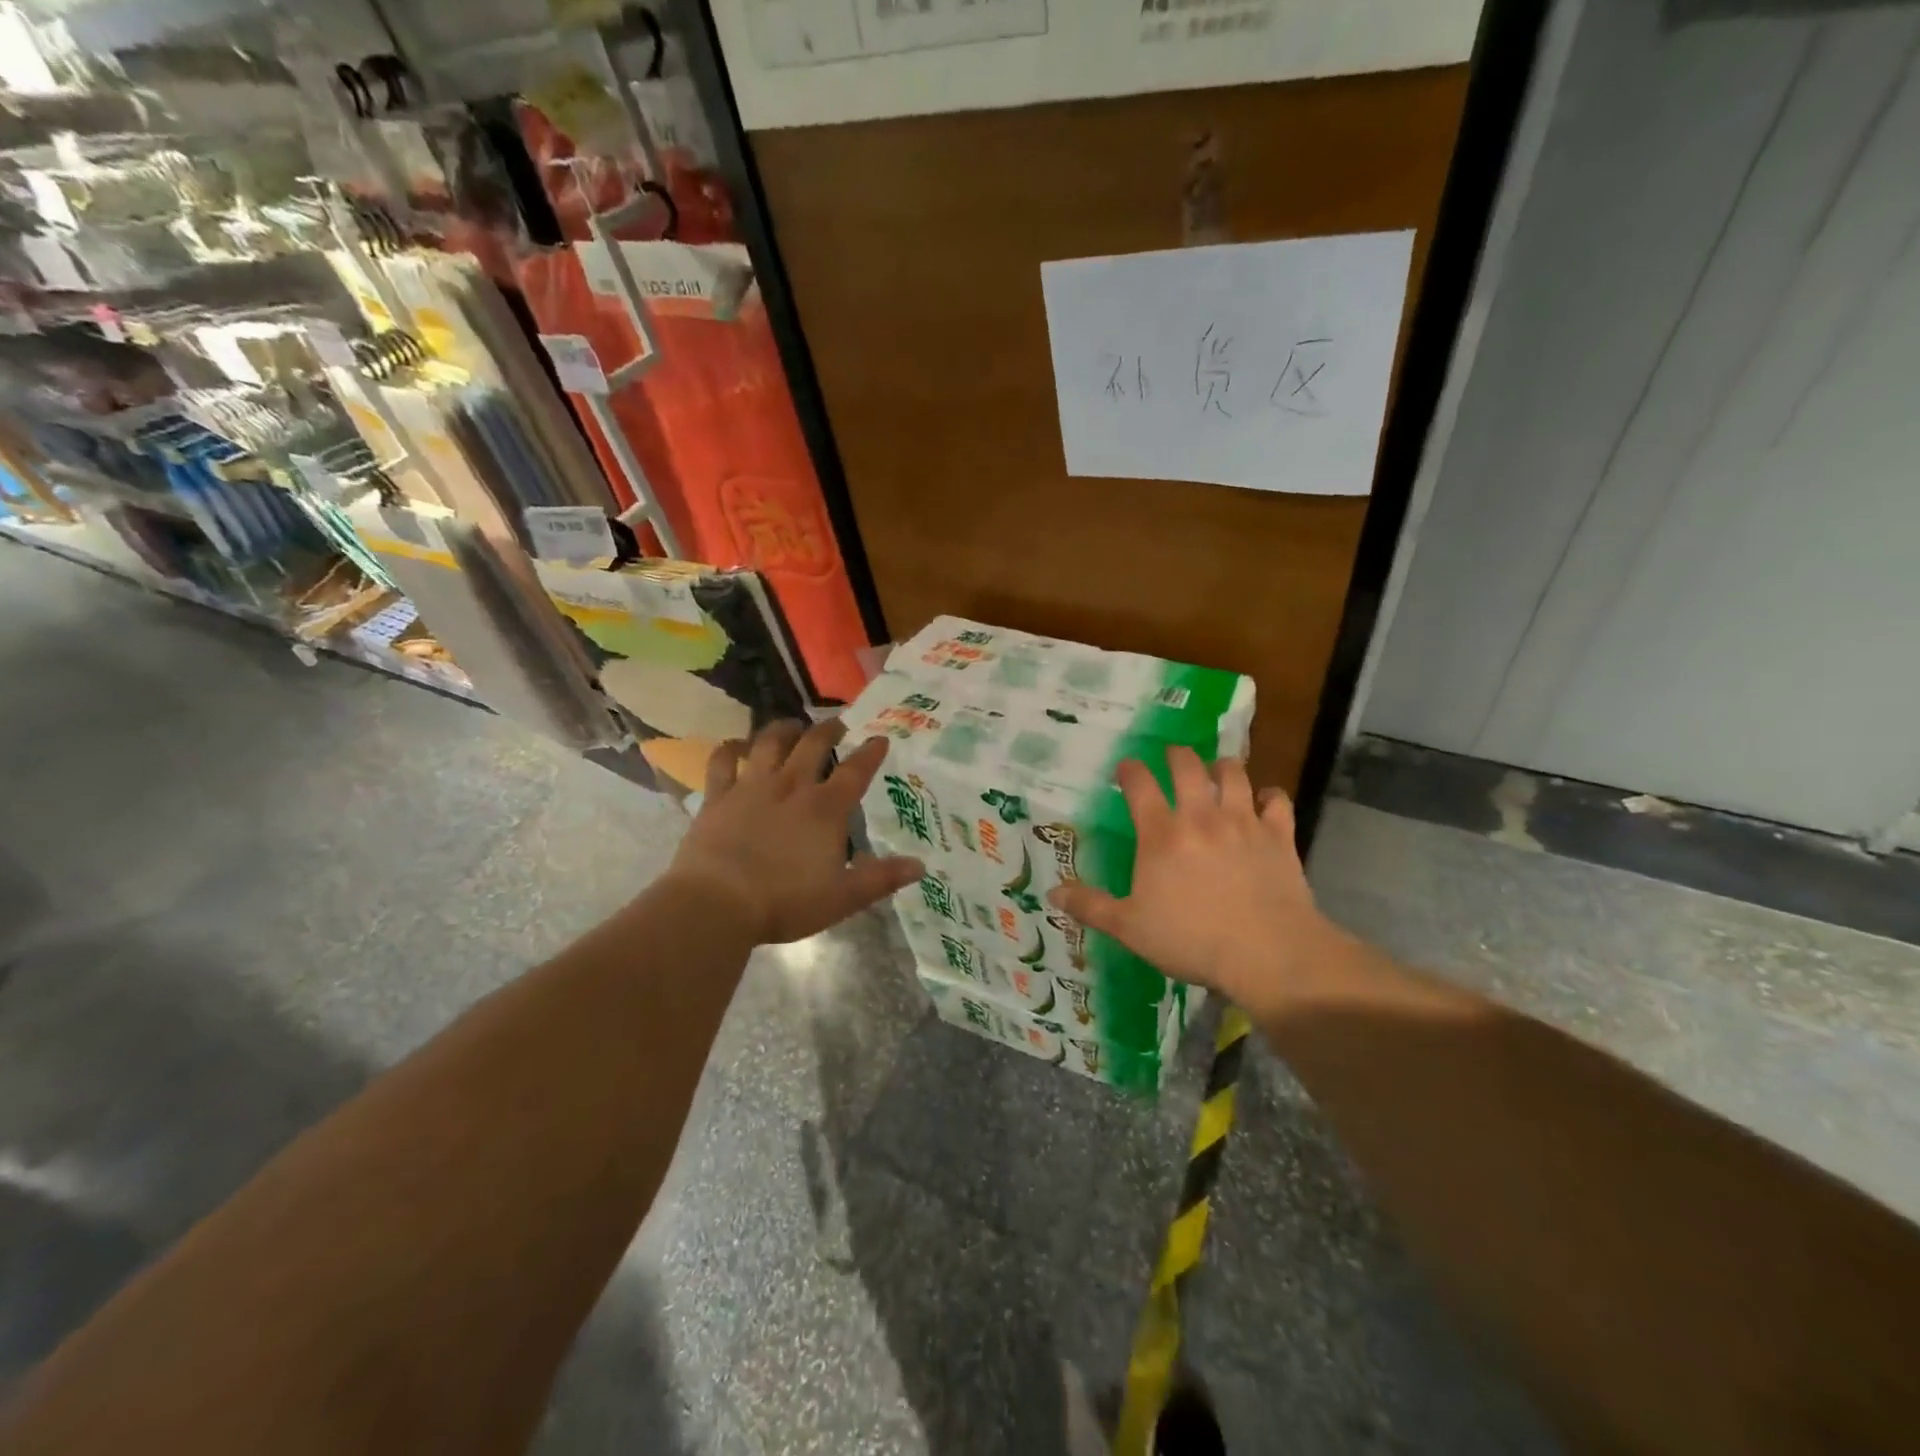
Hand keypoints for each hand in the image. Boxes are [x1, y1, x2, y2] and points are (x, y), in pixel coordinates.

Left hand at [665, 719, 923, 944]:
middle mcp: (791, 787)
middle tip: (837, 724)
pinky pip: (722, 762)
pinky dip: (728, 749)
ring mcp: (751, 787)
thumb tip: (920, 866)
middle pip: (813, 745)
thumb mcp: (843, 897)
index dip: (870, 753)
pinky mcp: (717, 796)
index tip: (880, 738)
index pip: (855, 771)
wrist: (718, 904)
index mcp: (825, 809)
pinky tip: (733, 745)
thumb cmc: (785, 902)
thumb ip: (881, 879)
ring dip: (783, 729)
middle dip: (828, 730)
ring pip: (769, 743)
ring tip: (792, 726)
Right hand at [1047, 746, 1348, 1017]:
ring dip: (1222, 766)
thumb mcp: (1129, 928)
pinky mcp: (1278, 835)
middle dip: (1176, 755)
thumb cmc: (1190, 940)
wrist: (1266, 954)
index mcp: (1160, 834)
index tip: (1126, 767)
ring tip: (1216, 770)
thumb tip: (1052, 891)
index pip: (1139, 785)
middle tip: (1172, 757)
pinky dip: (1269, 795)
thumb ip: (1091, 906)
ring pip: (1233, 774)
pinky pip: (1277, 800)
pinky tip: (1263, 800)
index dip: (1130, 770)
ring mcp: (1242, 822)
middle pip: (1187, 766)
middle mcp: (1200, 816)